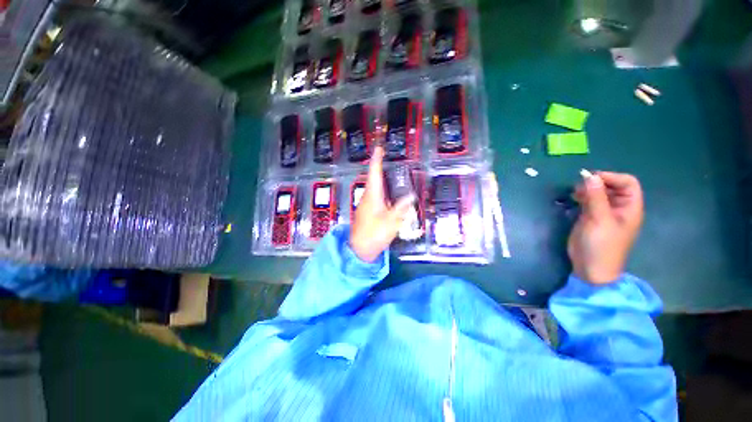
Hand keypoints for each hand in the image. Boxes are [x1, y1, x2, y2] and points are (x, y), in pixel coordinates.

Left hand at [349, 146, 414, 261]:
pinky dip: (381, 192)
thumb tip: (410, 196)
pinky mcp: (365, 212)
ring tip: (391, 176)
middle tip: (389, 161)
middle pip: (373, 179)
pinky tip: (388, 196)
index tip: (379, 148)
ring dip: (380, 180)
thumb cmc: (375, 234)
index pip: (374, 173)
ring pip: (373, 188)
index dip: (376, 160)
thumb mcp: (391, 222)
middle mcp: (366, 198)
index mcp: (372, 196)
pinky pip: (374, 197)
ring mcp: (364, 205)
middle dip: (379, 168)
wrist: (359, 250)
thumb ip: (401, 208)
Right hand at [568, 171, 643, 284]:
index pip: (628, 183)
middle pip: (612, 186)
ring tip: (575, 193)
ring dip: (587, 189)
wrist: (591, 268)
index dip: (612, 177)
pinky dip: (582, 197)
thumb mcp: (599, 220)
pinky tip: (573, 199)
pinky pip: (589, 201)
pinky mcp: (591, 218)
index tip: (591, 178)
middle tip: (579, 187)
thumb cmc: (601, 245)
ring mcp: (604, 213)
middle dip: (597, 183)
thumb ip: (596, 197)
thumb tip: (590, 176)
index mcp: (629, 208)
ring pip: (599, 193)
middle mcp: (619, 208)